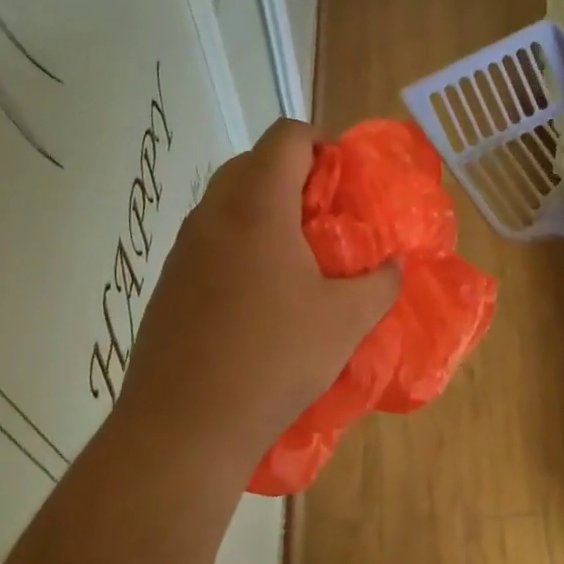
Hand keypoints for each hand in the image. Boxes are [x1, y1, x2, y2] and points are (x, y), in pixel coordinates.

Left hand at [117, 121, 399, 483]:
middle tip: (330, 218)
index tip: (349, 181)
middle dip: (297, 177)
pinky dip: (243, 243)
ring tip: (301, 258)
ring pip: (229, 202)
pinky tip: (264, 295)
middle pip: (254, 162)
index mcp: (256, 208)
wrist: (185, 426)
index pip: (286, 137)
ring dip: (268, 211)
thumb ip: (380, 283)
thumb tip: (393, 266)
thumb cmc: (273, 360)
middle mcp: (212, 215)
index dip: (324, 143)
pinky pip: (212, 239)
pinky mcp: (169, 282)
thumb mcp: (346, 322)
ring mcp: (183, 249)